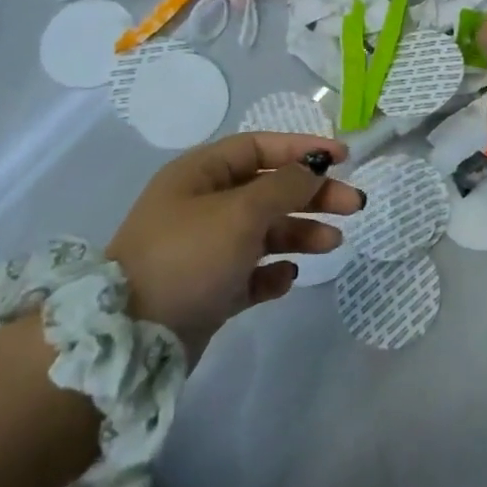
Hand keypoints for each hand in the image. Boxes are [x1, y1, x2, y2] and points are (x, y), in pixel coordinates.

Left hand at [108, 132, 361, 361]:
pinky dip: (271, 272)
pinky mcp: (208, 289)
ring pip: (264, 232)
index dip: (302, 149)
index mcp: (200, 174)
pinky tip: (286, 277)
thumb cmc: (188, 256)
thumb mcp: (241, 212)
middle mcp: (202, 206)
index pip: (259, 148)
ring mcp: (205, 249)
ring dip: (299, 233)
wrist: (132, 339)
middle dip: (312, 196)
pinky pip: (250, 273)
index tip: (343, 158)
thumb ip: (285, 187)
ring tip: (332, 243)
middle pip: (269, 190)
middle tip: (354, 206)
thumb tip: (313, 169)